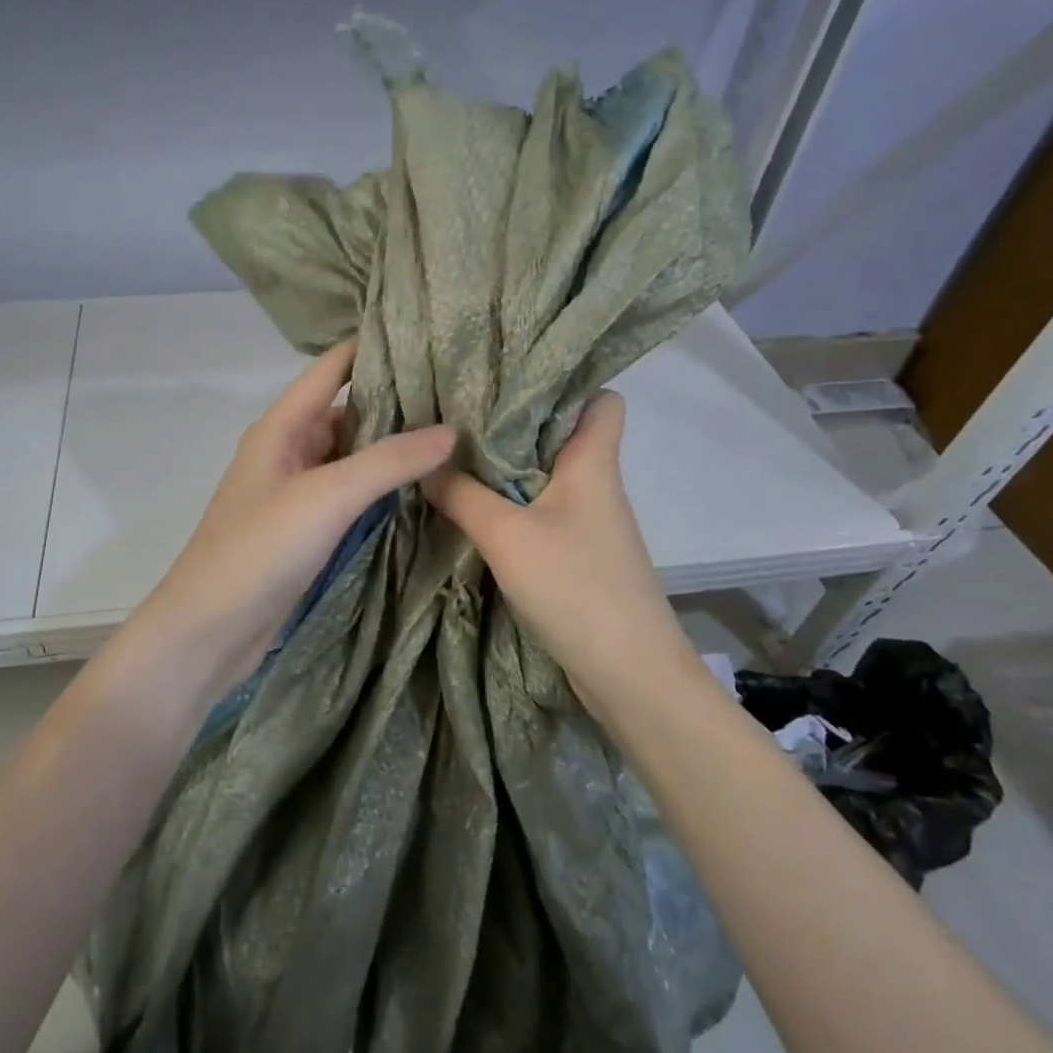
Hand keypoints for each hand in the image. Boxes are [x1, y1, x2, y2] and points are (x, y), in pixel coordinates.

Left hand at [126, 339, 455, 707]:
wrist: (209, 631)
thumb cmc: (259, 549)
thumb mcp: (327, 496)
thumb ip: (388, 461)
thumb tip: (451, 429)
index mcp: (281, 426)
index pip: (331, 368)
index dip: (372, 347)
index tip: (428, 334)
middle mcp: (289, 450)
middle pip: (347, 412)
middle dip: (396, 402)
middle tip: (459, 393)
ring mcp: (298, 492)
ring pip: (352, 457)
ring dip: (392, 449)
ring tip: (454, 435)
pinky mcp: (307, 529)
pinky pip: (351, 495)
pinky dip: (382, 488)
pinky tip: (423, 487)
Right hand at [423, 391, 688, 719]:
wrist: (628, 673)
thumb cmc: (575, 587)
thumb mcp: (506, 535)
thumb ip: (461, 494)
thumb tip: (424, 463)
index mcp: (593, 462)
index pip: (602, 399)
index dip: (568, 384)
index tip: (513, 378)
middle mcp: (596, 484)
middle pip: (563, 434)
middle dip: (516, 422)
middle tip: (460, 412)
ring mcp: (590, 522)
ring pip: (549, 475)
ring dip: (508, 467)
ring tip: (455, 453)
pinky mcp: (578, 554)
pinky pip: (542, 512)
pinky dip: (512, 505)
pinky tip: (474, 507)